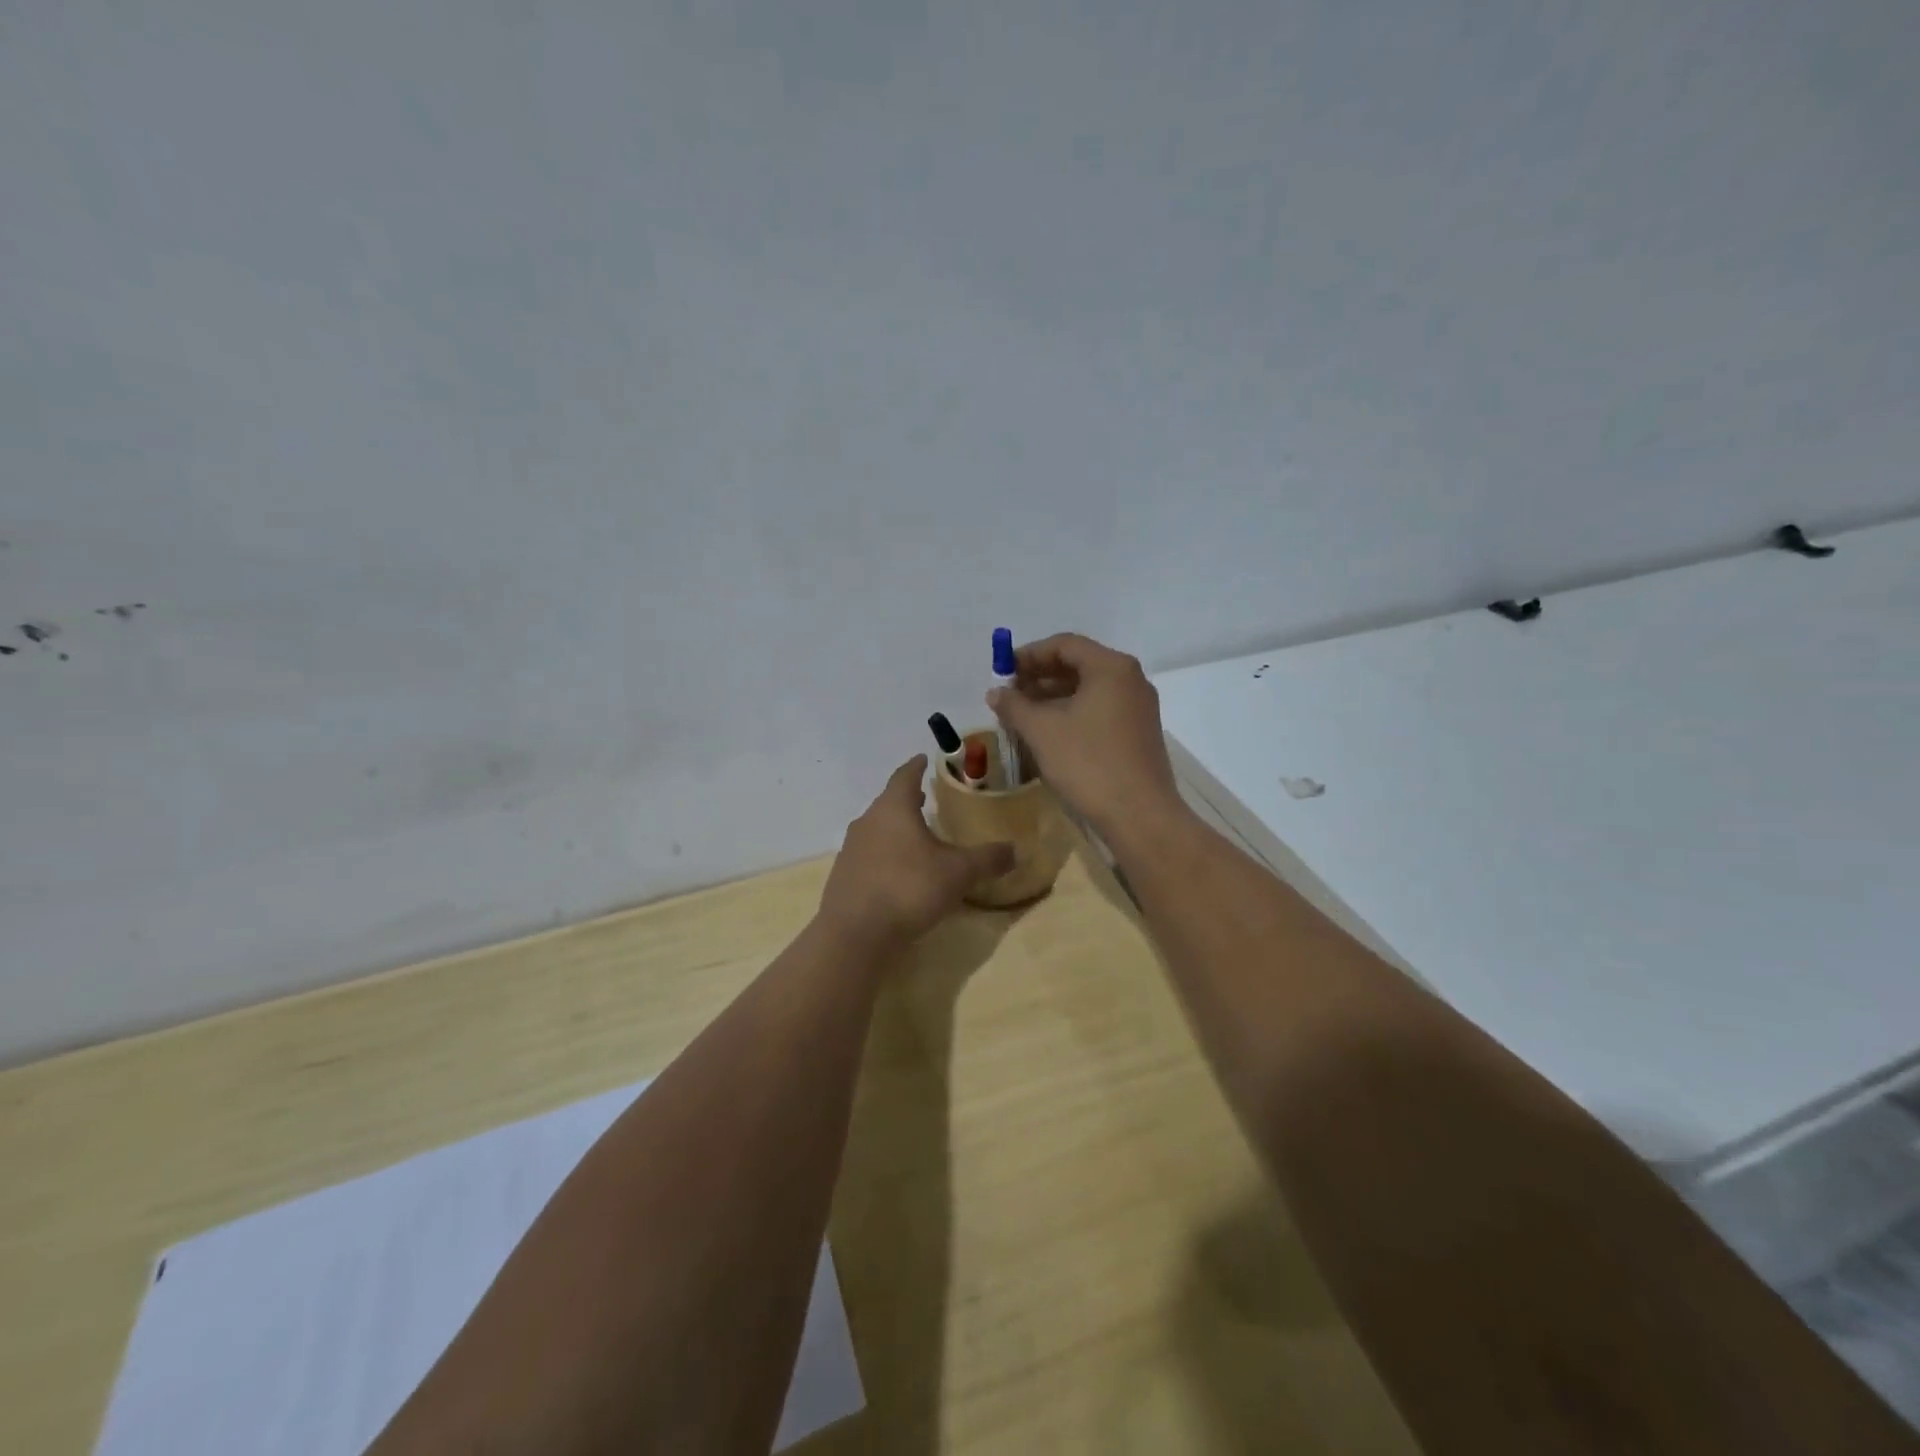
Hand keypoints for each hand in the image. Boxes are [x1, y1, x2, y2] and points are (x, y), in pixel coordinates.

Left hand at [818, 756, 1014, 947]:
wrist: (855, 934)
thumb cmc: (909, 889)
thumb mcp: (958, 873)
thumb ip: (988, 859)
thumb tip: (1016, 850)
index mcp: (893, 808)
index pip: (905, 776)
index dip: (916, 766)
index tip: (923, 759)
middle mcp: (868, 821)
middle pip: (889, 802)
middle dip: (908, 798)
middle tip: (926, 797)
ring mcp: (851, 849)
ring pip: (877, 828)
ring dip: (896, 827)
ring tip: (916, 834)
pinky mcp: (844, 875)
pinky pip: (869, 854)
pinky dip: (885, 853)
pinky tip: (899, 870)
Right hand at [985, 633, 1182, 836]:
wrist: (1139, 815)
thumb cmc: (1088, 763)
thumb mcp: (1042, 731)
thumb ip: (1014, 705)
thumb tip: (996, 692)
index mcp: (1111, 667)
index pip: (1064, 644)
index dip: (1029, 655)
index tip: (1002, 671)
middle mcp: (1130, 680)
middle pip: (1078, 665)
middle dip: (1039, 677)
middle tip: (1009, 695)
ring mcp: (1138, 708)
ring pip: (1088, 690)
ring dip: (1053, 698)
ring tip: (1022, 716)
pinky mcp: (1138, 733)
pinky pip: (1099, 711)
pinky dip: (1072, 714)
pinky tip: (1048, 734)